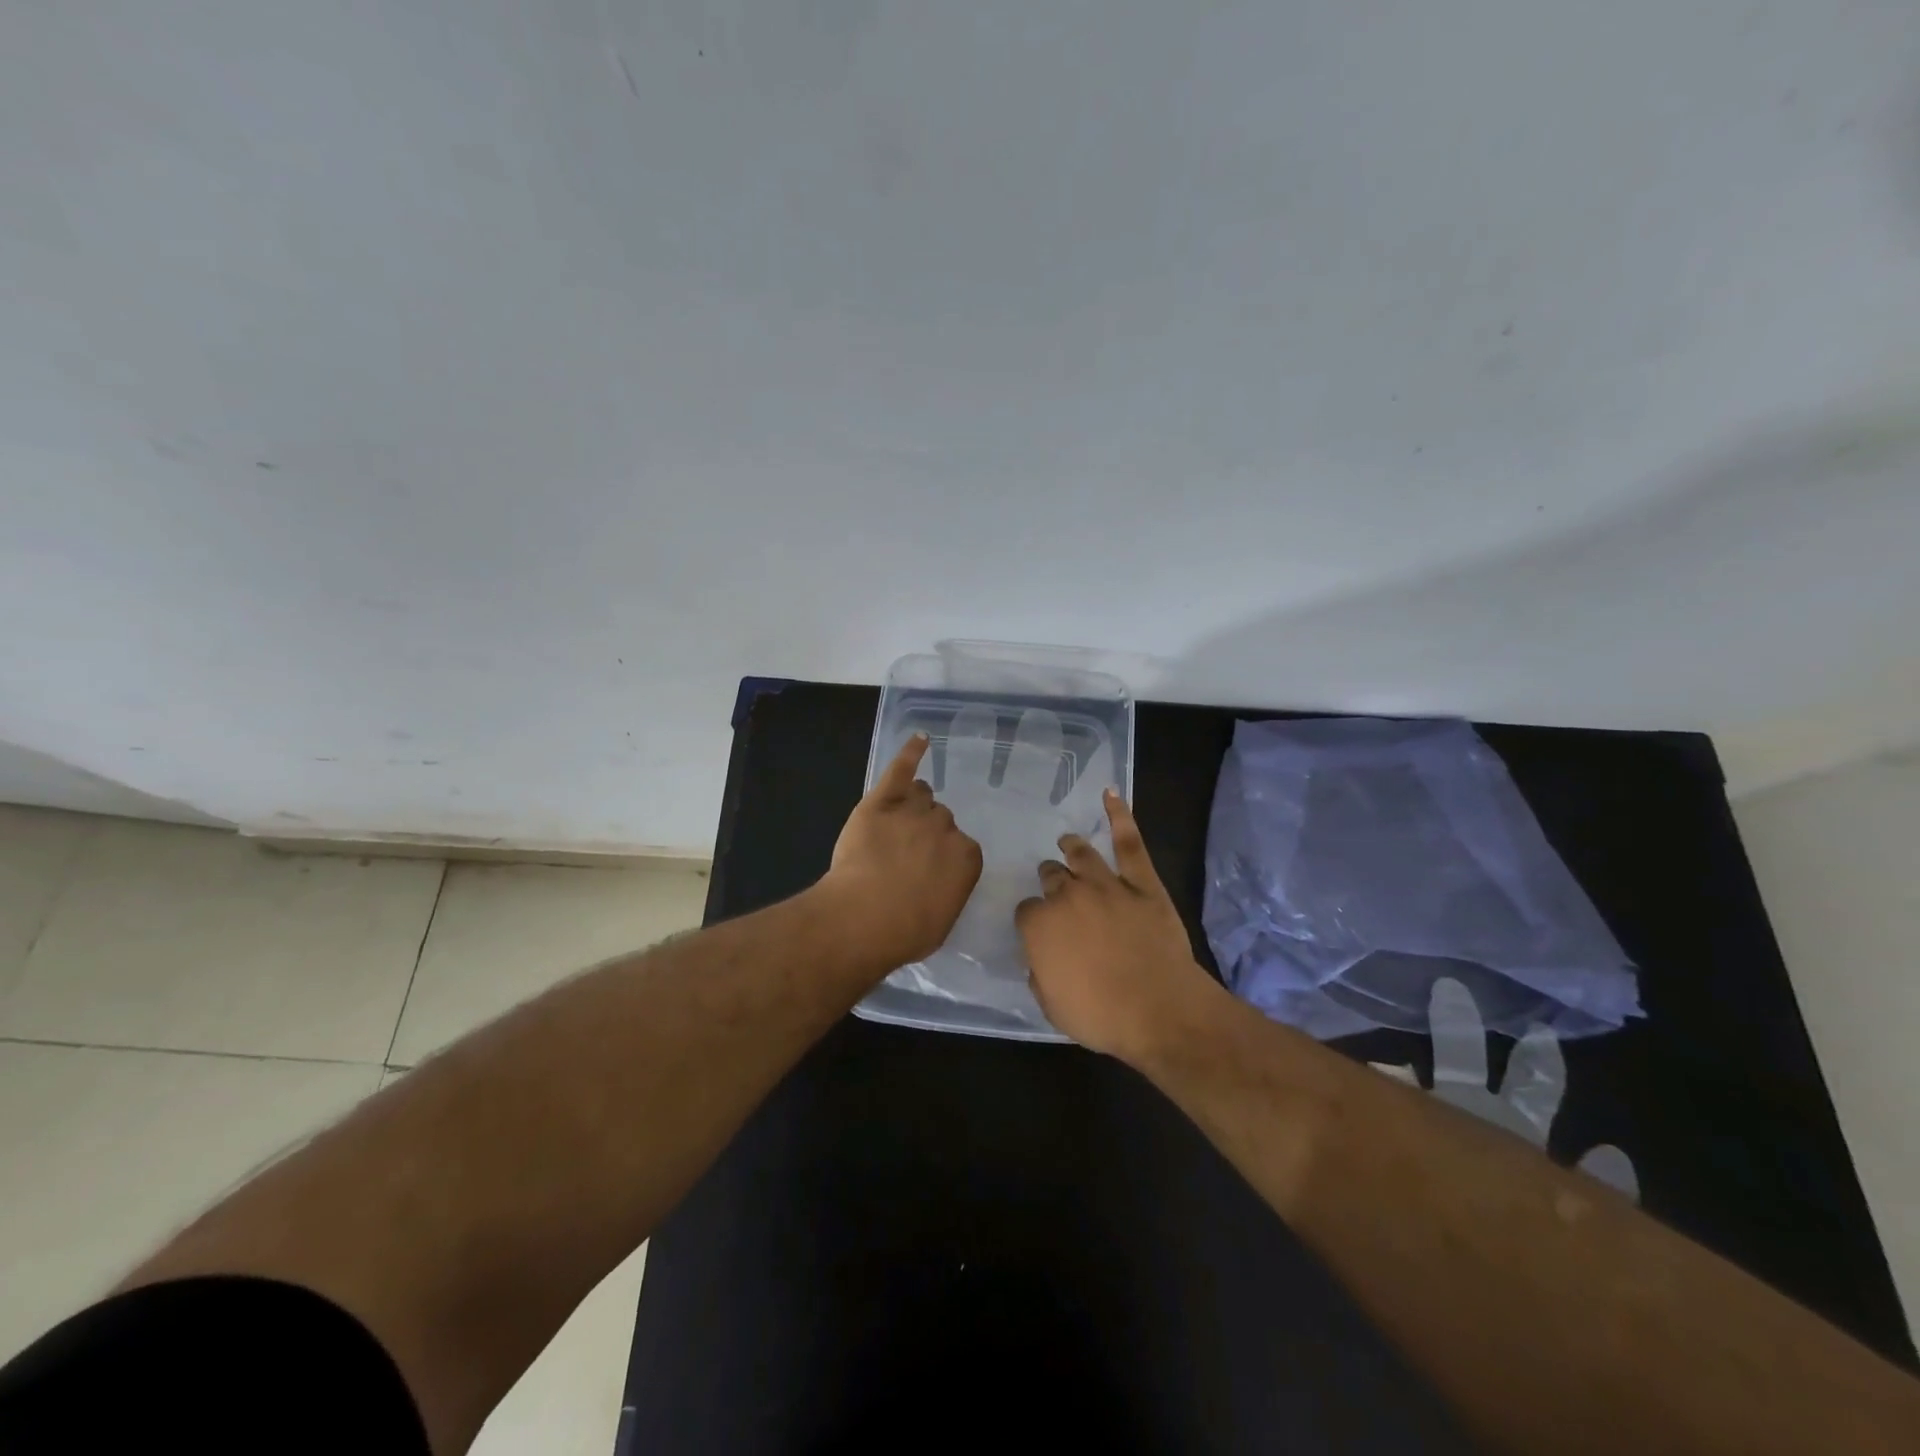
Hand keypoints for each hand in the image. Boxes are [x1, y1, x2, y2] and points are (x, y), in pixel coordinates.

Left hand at [821, 733, 983, 971]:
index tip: (927, 870)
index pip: (961, 846)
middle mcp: (946, 828)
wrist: (863, 918)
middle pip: (940, 818)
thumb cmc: (904, 931)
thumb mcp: (940, 920)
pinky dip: (911, 752)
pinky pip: (902, 769)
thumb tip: (938, 886)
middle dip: (927, 832)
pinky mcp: (882, 800)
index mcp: (967, 857)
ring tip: (898, 821)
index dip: (941, 857)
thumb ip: (947, 892)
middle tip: (905, 853)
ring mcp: (914, 811)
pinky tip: (920, 739)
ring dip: (914, 804)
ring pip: (922, 795)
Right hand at [1016, 790, 1218, 1059]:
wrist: (1159, 1010)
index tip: (1040, 930)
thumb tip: (1041, 957)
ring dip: (1071, 848)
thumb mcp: (1052, 1006)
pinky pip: (1129, 843)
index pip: (1026, 911)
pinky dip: (1119, 816)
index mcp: (1040, 924)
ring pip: (1081, 854)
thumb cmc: (1101, 1016)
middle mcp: (1067, 895)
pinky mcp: (1142, 883)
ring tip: (1068, 842)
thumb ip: (1040, 972)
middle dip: (1050, 881)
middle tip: (1055, 887)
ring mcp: (1106, 884)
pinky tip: (1110, 794)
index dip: (1032, 920)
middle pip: (1051, 877)